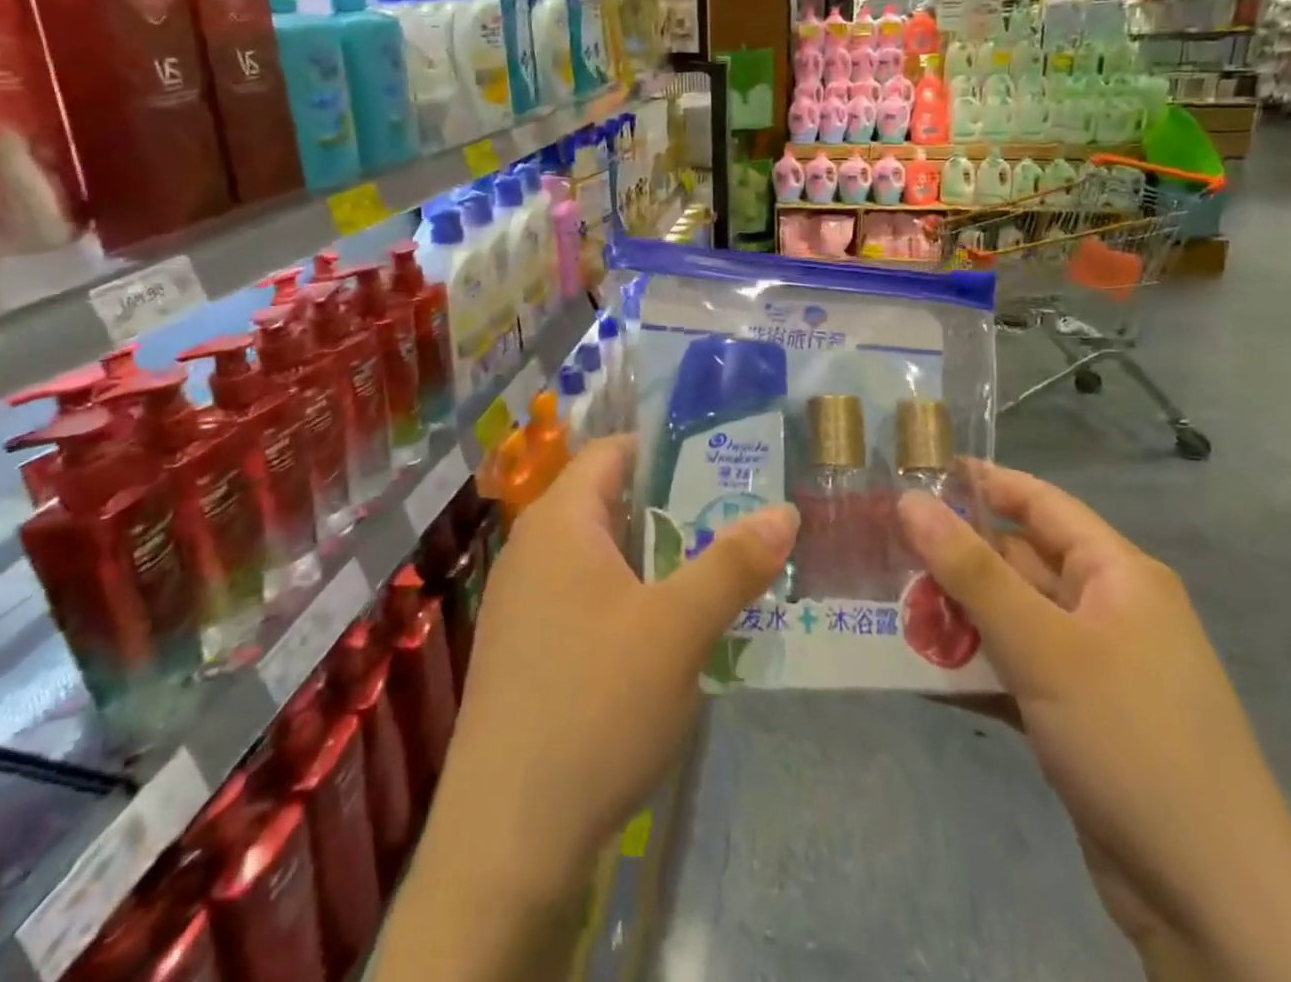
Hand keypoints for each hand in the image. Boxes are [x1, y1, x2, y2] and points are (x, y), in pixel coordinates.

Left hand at [420, 435, 796, 899]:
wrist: (506, 839)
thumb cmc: (595, 705)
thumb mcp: (679, 629)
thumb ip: (732, 564)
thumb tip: (785, 510)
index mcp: (559, 522)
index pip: (611, 452)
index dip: (664, 450)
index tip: (721, 462)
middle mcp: (530, 549)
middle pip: (606, 502)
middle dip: (670, 508)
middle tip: (733, 521)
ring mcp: (519, 602)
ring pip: (596, 555)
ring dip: (651, 559)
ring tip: (711, 575)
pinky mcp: (521, 650)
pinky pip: (580, 598)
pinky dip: (624, 599)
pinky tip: (663, 637)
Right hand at [899, 465, 1290, 981]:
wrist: (1216, 908)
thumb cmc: (1132, 743)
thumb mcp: (1043, 647)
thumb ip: (971, 570)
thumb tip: (910, 499)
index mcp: (1118, 576)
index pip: (1040, 503)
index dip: (981, 482)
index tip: (914, 472)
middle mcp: (1108, 611)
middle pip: (1017, 562)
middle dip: (952, 559)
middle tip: (881, 550)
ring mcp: (1094, 668)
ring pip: (1010, 619)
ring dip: (954, 617)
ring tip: (886, 609)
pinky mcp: (1079, 717)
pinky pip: (1014, 670)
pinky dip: (972, 669)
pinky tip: (919, 673)